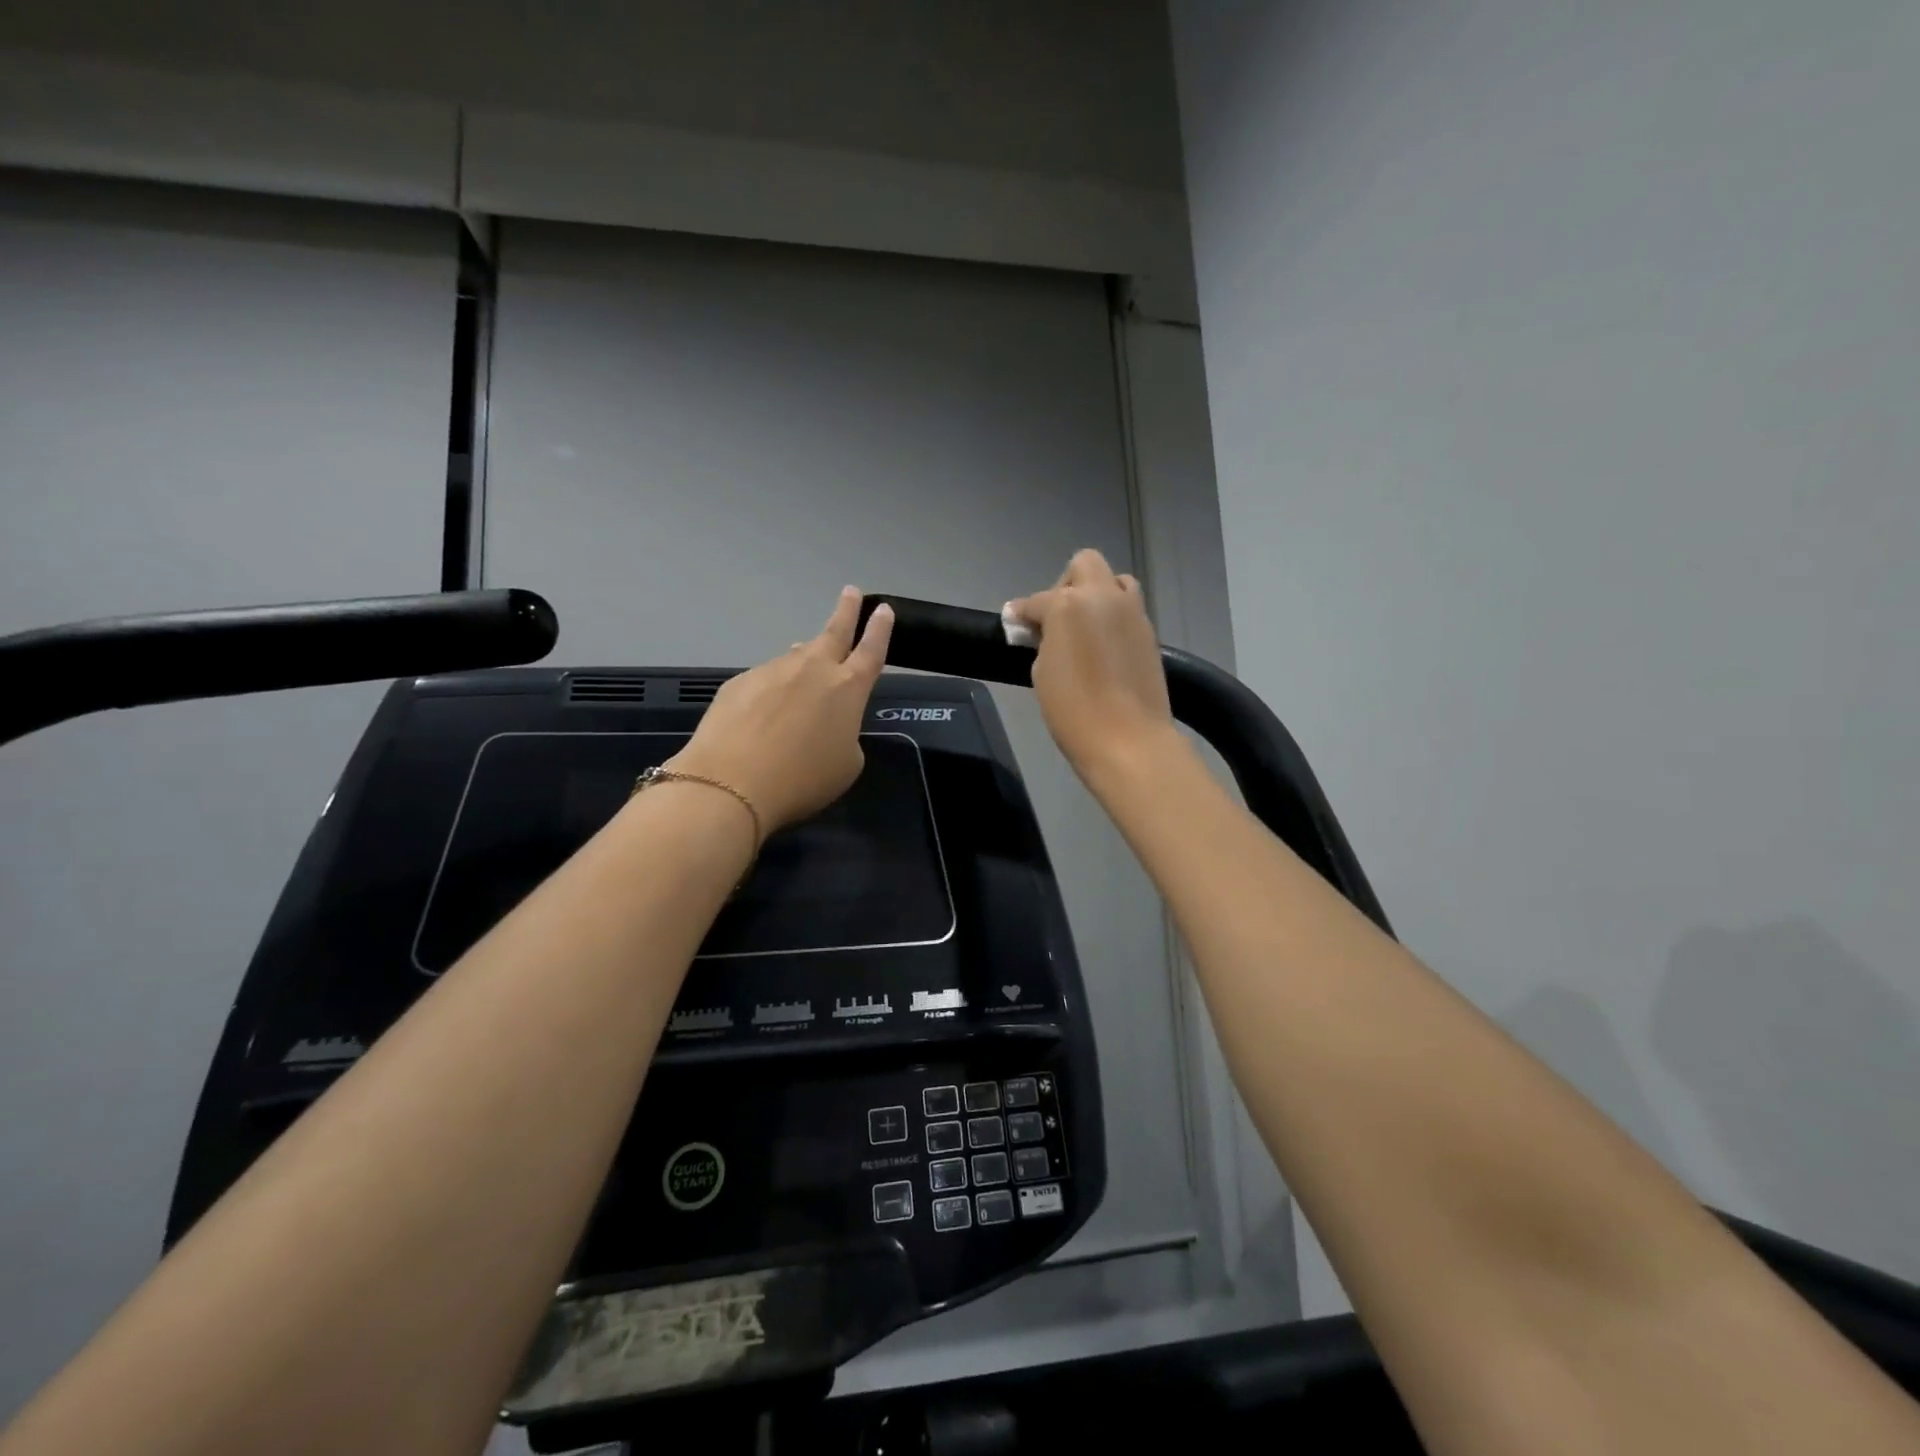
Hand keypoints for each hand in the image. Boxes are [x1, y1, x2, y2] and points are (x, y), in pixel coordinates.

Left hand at [667, 587, 893, 835]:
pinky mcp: (741, 682)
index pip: (871, 650)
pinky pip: (765, 681)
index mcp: (848, 688)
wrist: (731, 783)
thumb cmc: (802, 780)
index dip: (880, 629)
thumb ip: (845, 734)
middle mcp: (813, 669)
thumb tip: (825, 718)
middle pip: (834, 631)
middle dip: (847, 610)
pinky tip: (763, 715)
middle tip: (851, 592)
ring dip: (804, 661)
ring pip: (796, 658)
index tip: (882, 609)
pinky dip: (771, 691)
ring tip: (804, 675)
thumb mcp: (845, 765)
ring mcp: (773, 671)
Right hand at [1009, 549, 1174, 783]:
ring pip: (1115, 580)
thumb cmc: (1074, 711)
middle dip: (1066, 585)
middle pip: (1084, 565)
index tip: (1013, 624)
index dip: (1021, 613)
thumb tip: (1044, 632)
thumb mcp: (1043, 673)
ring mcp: (1132, 612)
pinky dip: (1114, 617)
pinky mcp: (1149, 632)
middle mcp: (1103, 597)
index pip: (1036, 600)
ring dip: (1098, 594)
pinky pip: (1129, 608)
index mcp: (1068, 605)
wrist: (1128, 740)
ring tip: (1086, 627)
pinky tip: (1104, 646)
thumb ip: (1043, 641)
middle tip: (1056, 618)